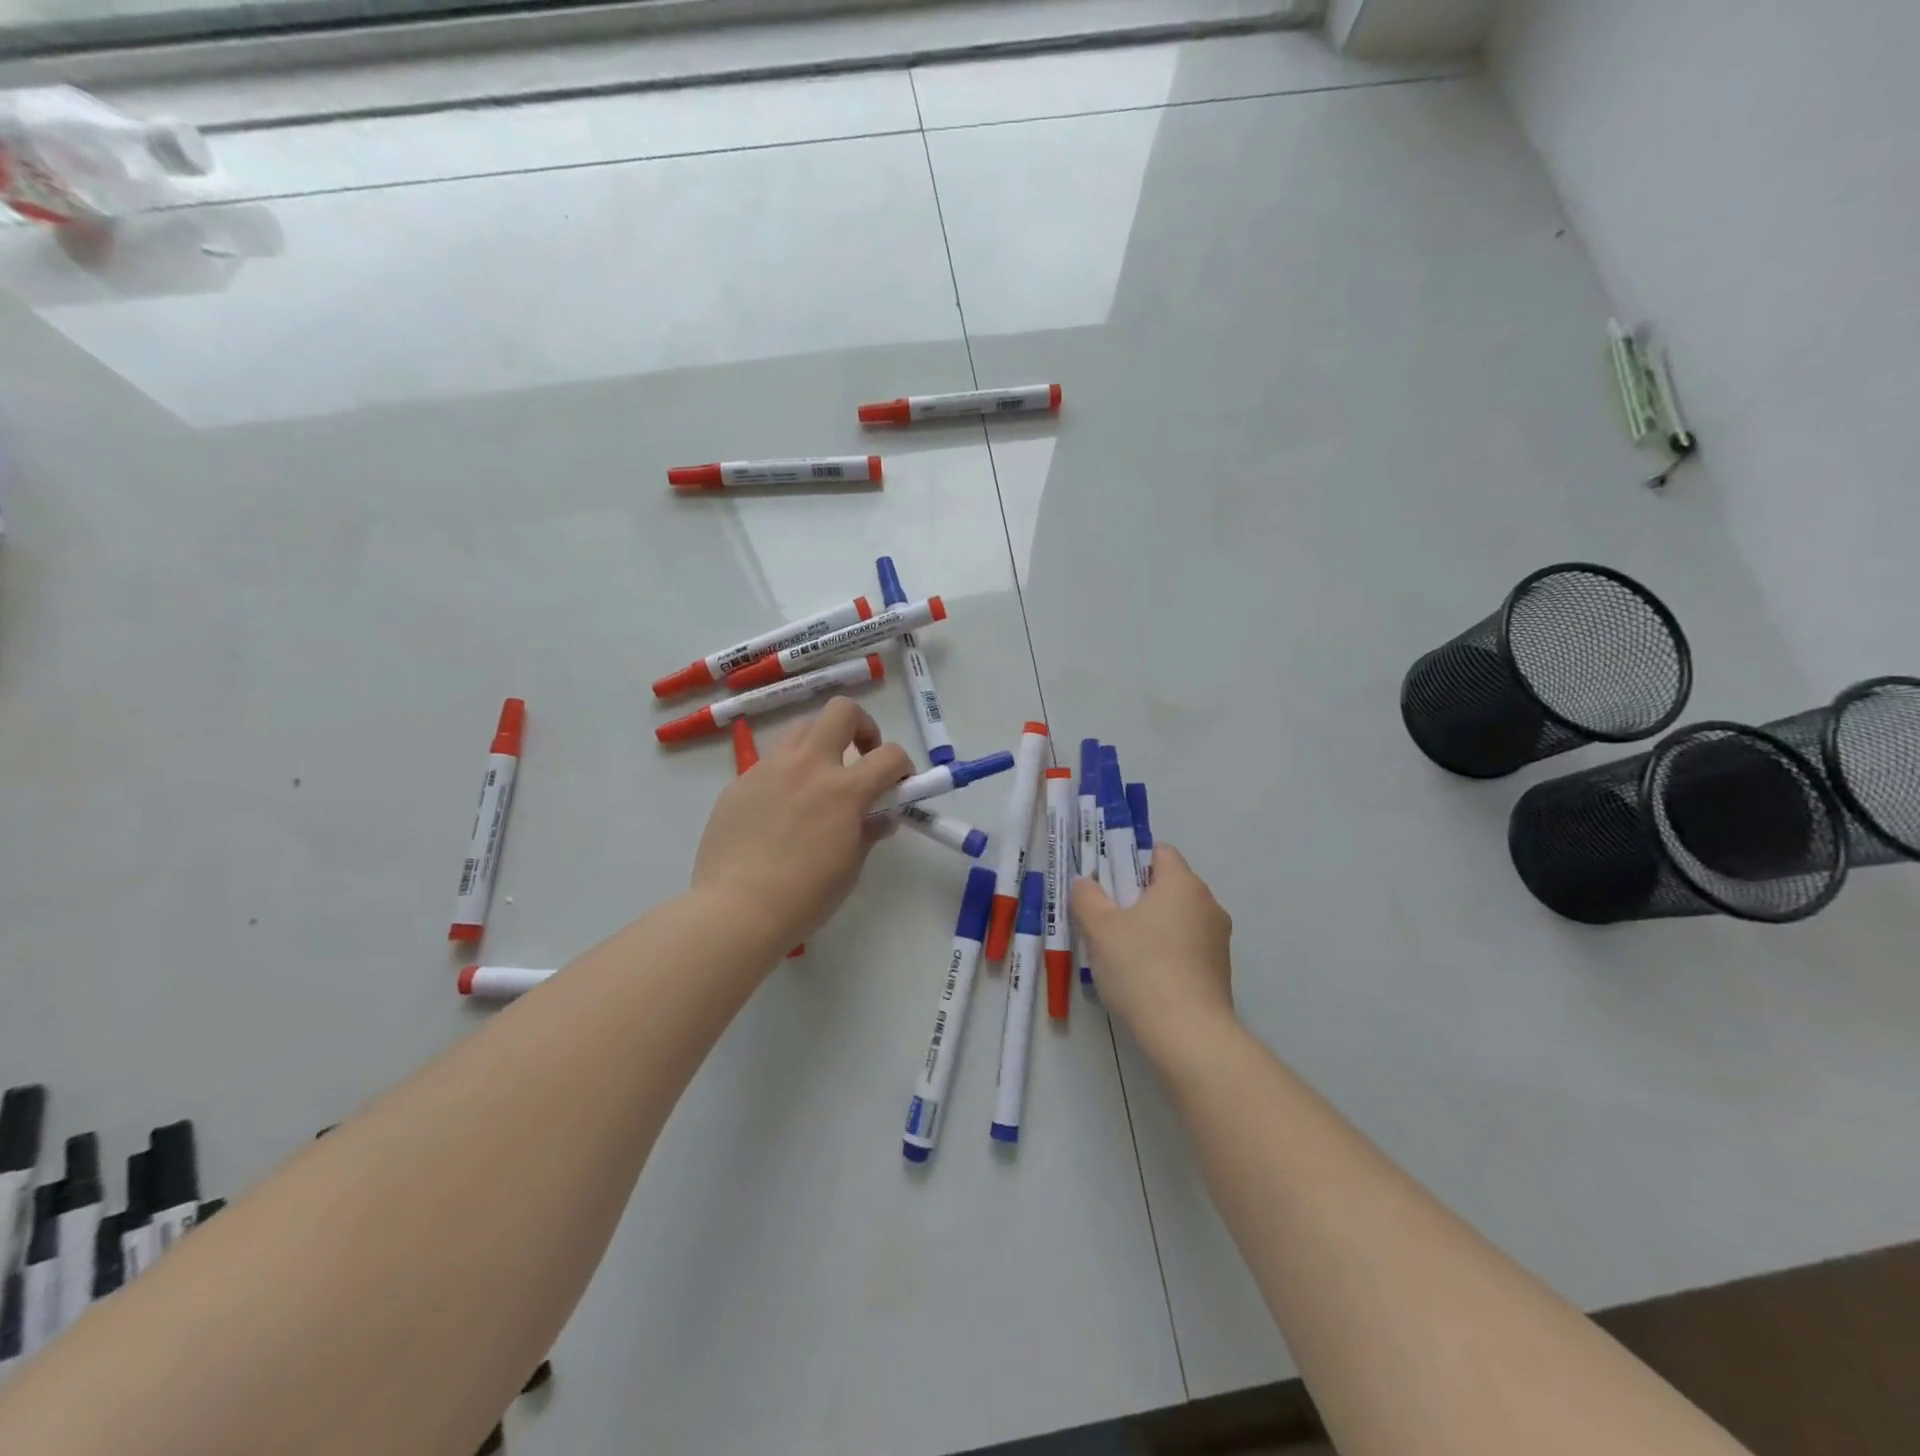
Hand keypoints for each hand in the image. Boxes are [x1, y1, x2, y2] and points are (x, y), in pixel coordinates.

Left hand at [692, 698, 912, 951]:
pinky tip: (778, 812)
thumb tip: (881, 817)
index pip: (890, 755)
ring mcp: (768, 769)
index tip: (899, 784)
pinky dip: (785, 775)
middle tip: (860, 757)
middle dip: (861, 726)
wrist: (735, 909)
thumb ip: (868, 832)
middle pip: (841, 711)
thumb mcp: (850, 867)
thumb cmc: (804, 897)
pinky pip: (770, 764)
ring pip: (801, 729)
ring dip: (820, 745)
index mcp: (843, 789)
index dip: (903, 766)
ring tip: (818, 780)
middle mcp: (807, 766)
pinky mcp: (739, 782)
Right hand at [1072, 844, 1236, 1065]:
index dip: (1129, 860)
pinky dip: (1165, 951)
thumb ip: (1087, 897)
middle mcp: (1208, 903)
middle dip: (1136, 896)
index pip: (1159, 852)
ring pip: (1176, 918)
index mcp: (1182, 884)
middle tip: (1105, 918)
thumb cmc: (1141, 968)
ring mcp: (1218, 939)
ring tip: (1121, 953)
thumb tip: (1085, 882)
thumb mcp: (1100, 929)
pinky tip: (1144, 977)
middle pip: (1167, 885)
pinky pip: (1186, 946)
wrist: (1188, 1035)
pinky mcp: (1220, 970)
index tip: (1107, 884)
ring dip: (1150, 926)